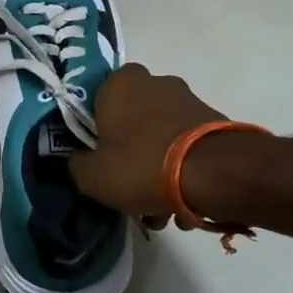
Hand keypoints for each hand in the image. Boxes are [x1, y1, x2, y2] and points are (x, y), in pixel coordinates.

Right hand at [69, 63, 227, 219]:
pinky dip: (182, 170)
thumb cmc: (142, 165)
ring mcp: (187, 99)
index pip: (96, 99)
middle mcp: (154, 82)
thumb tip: (80, 159)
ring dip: (158, 169)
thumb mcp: (92, 176)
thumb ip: (77, 164)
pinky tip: (184, 204)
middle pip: (131, 121)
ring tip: (162, 210)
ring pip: (160, 137)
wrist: (215, 173)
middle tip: (130, 189)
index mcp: (119, 84)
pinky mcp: (213, 120)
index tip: (98, 157)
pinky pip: (186, 146)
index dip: (95, 131)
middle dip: (130, 155)